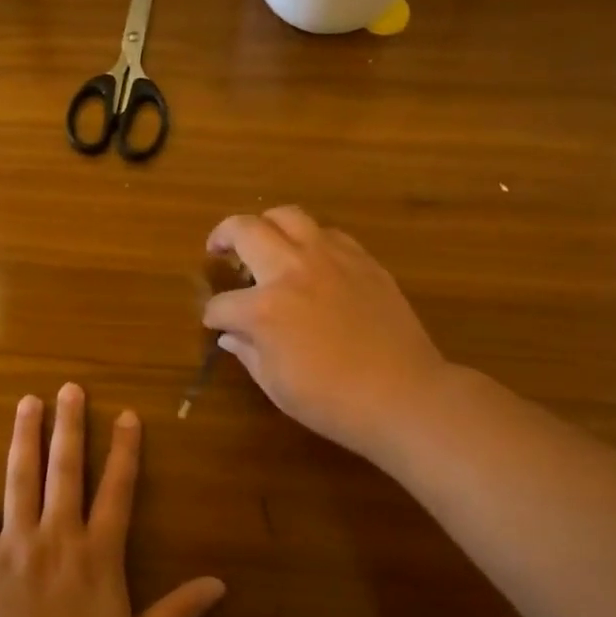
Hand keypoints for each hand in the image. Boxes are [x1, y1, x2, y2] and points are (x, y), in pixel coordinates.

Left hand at [0, 384, 225, 616]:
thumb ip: (178, 613)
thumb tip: (220, 584)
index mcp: (98, 554)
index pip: (117, 490)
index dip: (125, 451)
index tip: (126, 415)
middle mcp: (57, 536)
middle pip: (66, 470)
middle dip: (70, 426)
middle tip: (70, 388)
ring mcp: (14, 544)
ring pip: (21, 479)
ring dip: (24, 438)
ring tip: (27, 402)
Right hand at [202, 207, 447, 460]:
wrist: (402, 394)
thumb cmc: (332, 400)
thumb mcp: (276, 384)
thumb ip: (248, 352)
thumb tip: (231, 335)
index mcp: (264, 308)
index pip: (222, 304)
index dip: (213, 316)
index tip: (216, 324)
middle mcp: (292, 270)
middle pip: (246, 230)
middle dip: (223, 237)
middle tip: (218, 249)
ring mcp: (330, 259)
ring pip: (288, 216)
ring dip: (266, 224)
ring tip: (263, 239)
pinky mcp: (362, 260)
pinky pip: (328, 233)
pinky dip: (309, 239)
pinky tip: (310, 259)